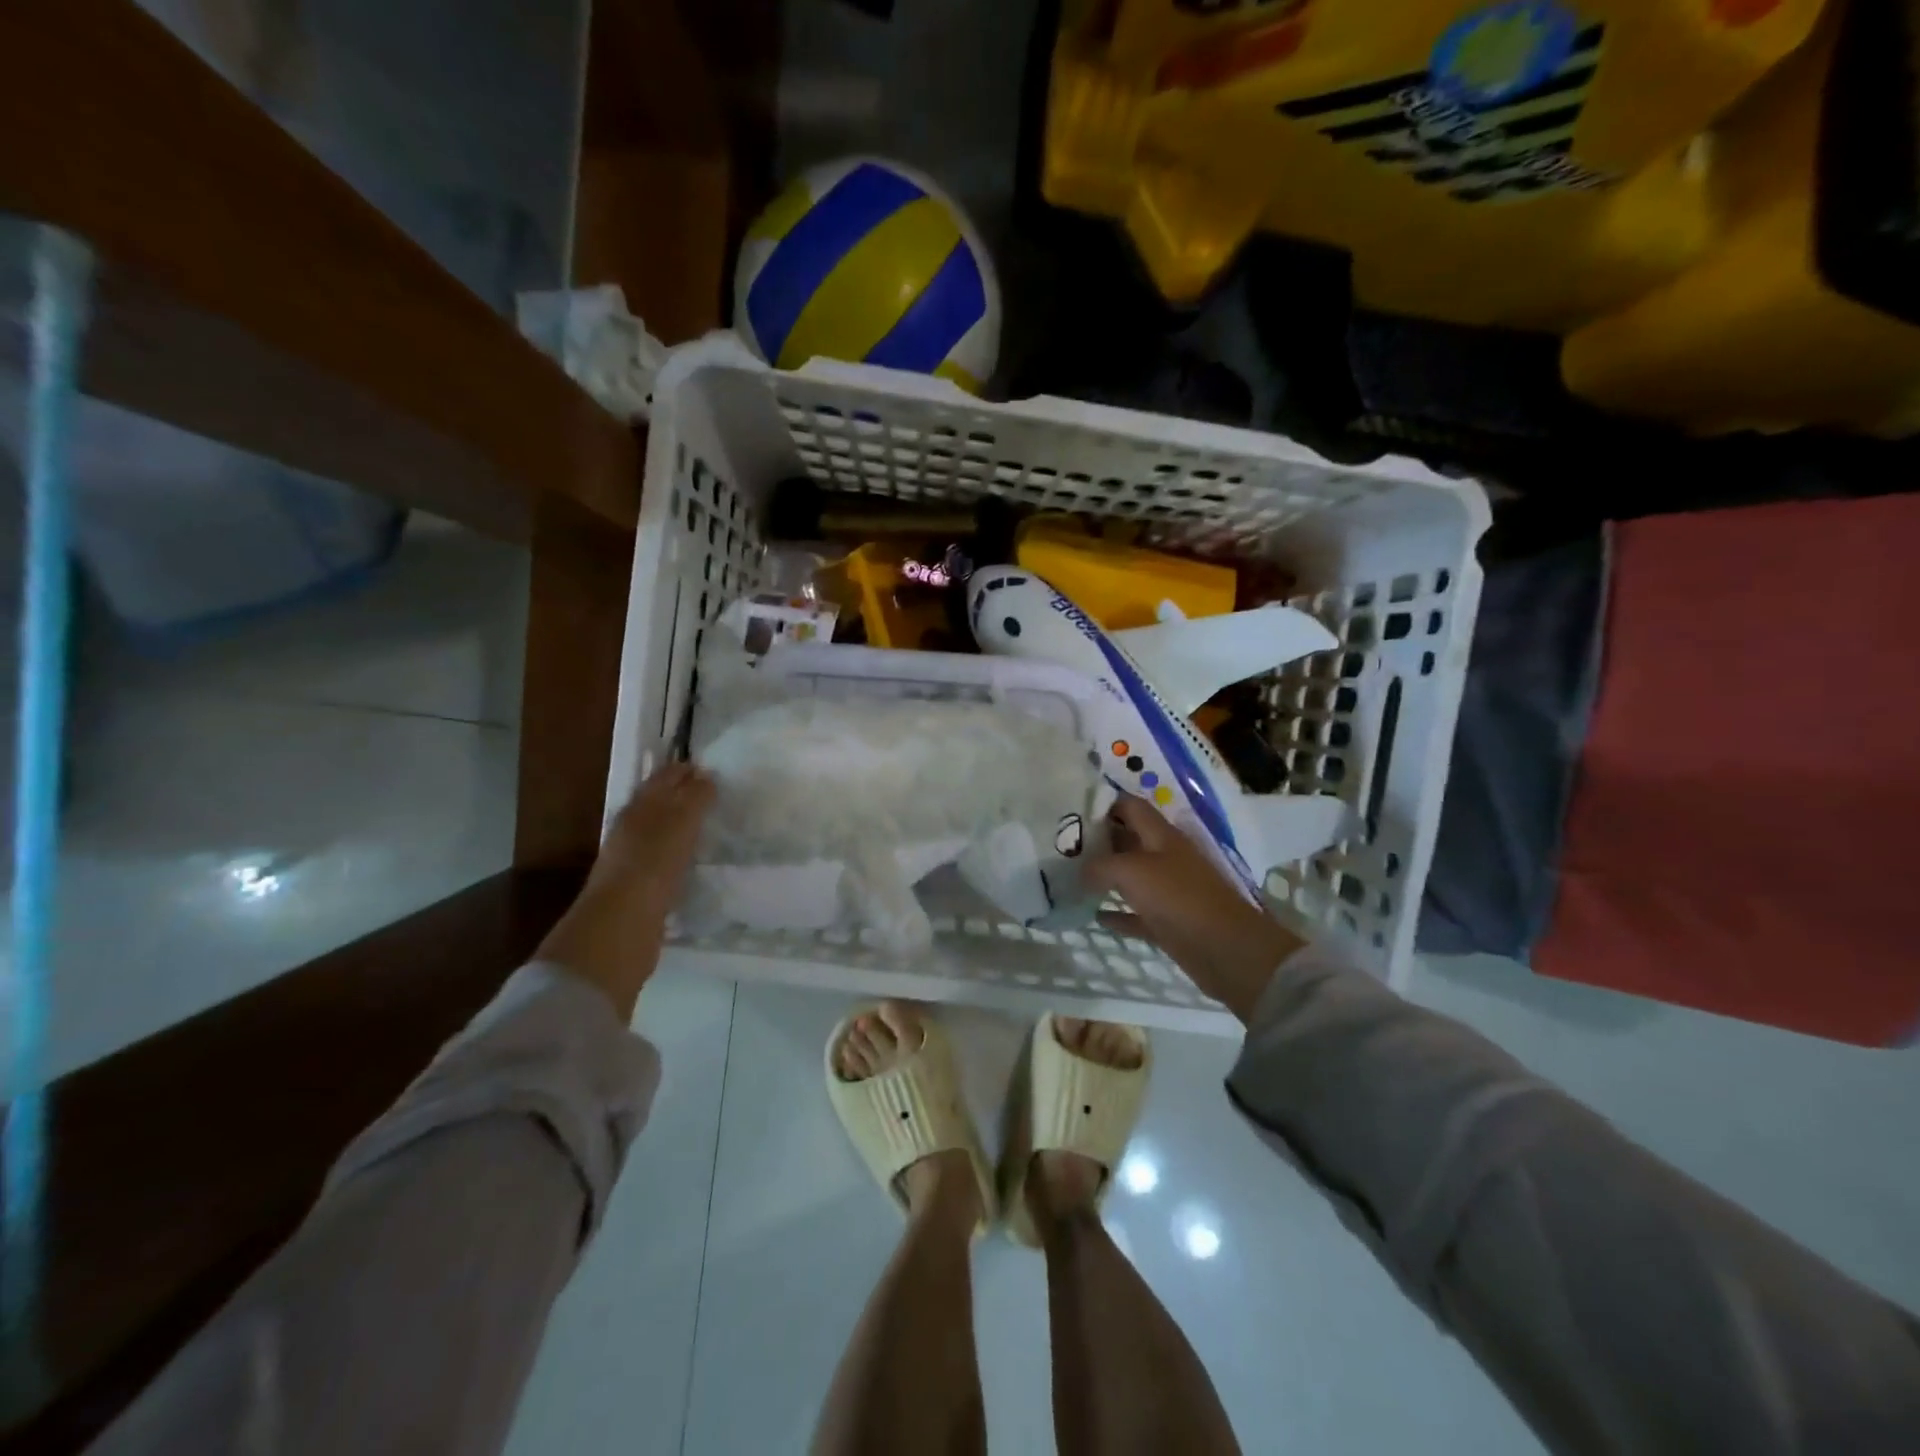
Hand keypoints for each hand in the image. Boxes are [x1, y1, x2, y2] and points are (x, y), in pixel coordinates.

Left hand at [536, 762, 715, 1019]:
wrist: (621, 927)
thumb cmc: (652, 866)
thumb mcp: (680, 823)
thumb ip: (695, 798)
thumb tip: (707, 776)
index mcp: (638, 810)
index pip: (663, 780)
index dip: (683, 772)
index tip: (708, 768)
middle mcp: (632, 831)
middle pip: (659, 805)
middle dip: (681, 796)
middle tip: (713, 793)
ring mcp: (634, 862)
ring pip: (661, 834)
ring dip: (682, 827)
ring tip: (709, 824)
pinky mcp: (642, 891)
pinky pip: (665, 862)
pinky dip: (680, 855)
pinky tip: (696, 860)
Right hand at [1082, 796, 1303, 1024]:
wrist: (1225, 949)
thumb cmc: (1178, 898)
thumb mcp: (1131, 871)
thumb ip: (1100, 865)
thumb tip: (1081, 871)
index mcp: (1161, 836)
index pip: (1131, 807)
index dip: (1105, 804)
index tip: (1073, 811)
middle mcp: (1165, 857)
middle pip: (1128, 840)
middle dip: (1099, 840)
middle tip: (1064, 845)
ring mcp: (1168, 891)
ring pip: (1131, 877)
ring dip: (1105, 877)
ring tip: (1071, 876)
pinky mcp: (1168, 922)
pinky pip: (1136, 913)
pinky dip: (1118, 913)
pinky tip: (1095, 915)